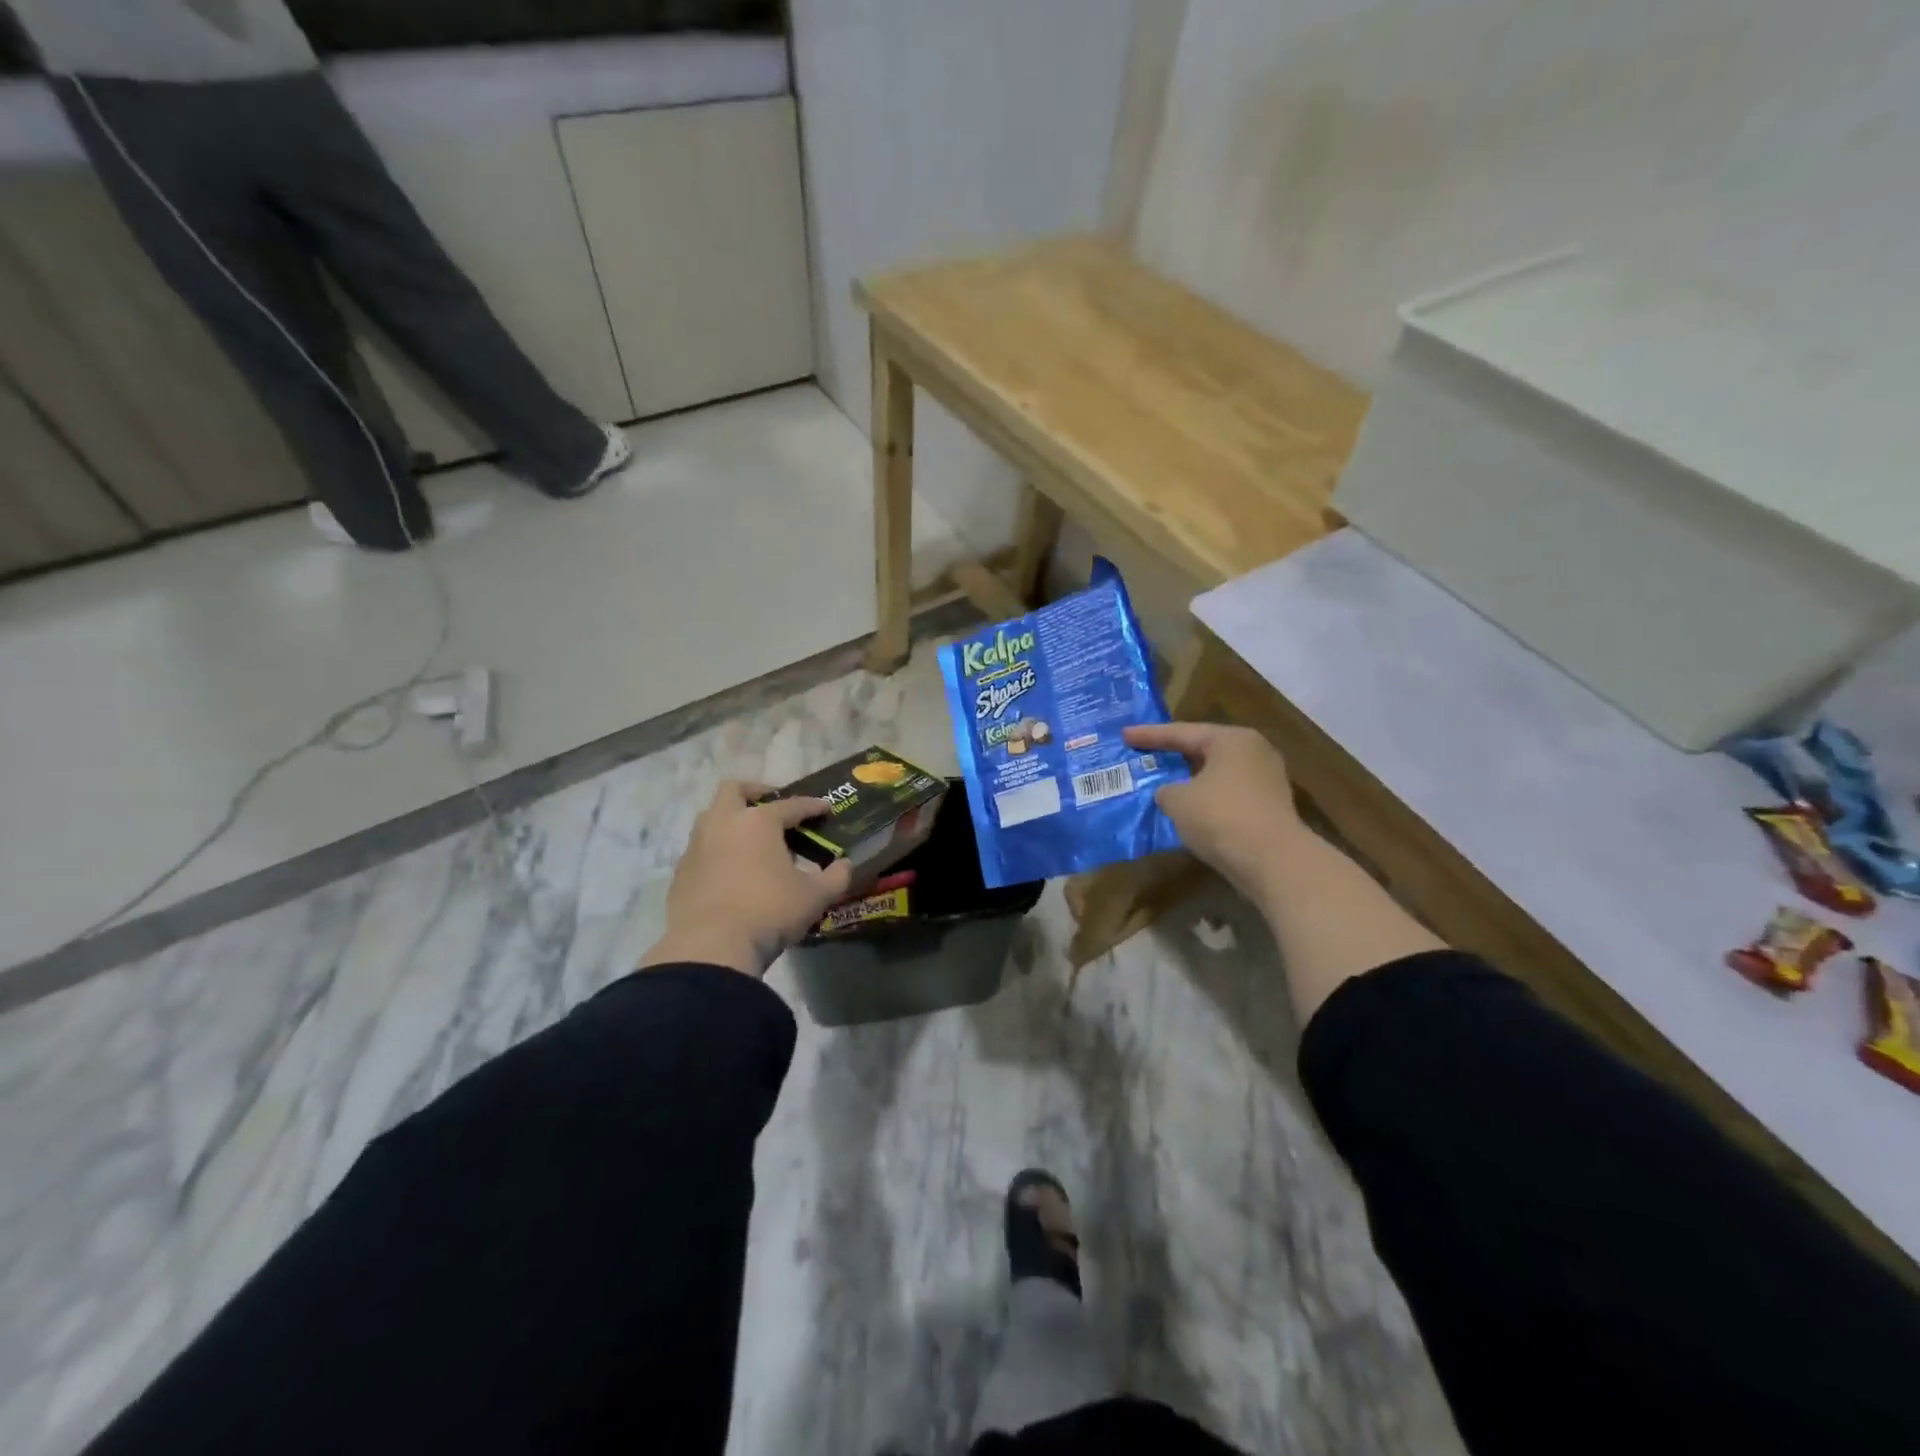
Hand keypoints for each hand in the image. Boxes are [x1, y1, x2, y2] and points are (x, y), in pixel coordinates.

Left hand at [639, 781, 855, 977]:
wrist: (711, 948)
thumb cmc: (769, 912)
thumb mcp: (814, 897)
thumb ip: (835, 878)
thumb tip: (845, 865)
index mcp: (758, 822)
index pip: (791, 805)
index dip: (811, 806)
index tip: (825, 808)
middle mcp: (723, 824)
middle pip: (734, 790)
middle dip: (755, 792)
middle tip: (773, 807)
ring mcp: (697, 847)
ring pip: (711, 818)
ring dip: (732, 821)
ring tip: (753, 842)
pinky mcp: (681, 873)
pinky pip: (701, 849)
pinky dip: (718, 851)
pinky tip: (732, 872)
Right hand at [1123, 722, 1306, 907]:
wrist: (1272, 860)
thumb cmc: (1220, 816)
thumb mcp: (1177, 800)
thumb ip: (1166, 790)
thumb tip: (1170, 793)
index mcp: (1231, 739)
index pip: (1182, 732)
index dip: (1150, 735)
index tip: (1124, 734)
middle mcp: (1254, 752)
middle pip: (1203, 750)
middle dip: (1173, 755)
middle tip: (1145, 754)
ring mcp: (1266, 780)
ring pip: (1216, 774)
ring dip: (1190, 780)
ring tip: (1163, 782)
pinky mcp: (1269, 807)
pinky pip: (1228, 795)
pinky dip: (1205, 799)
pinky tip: (1187, 809)